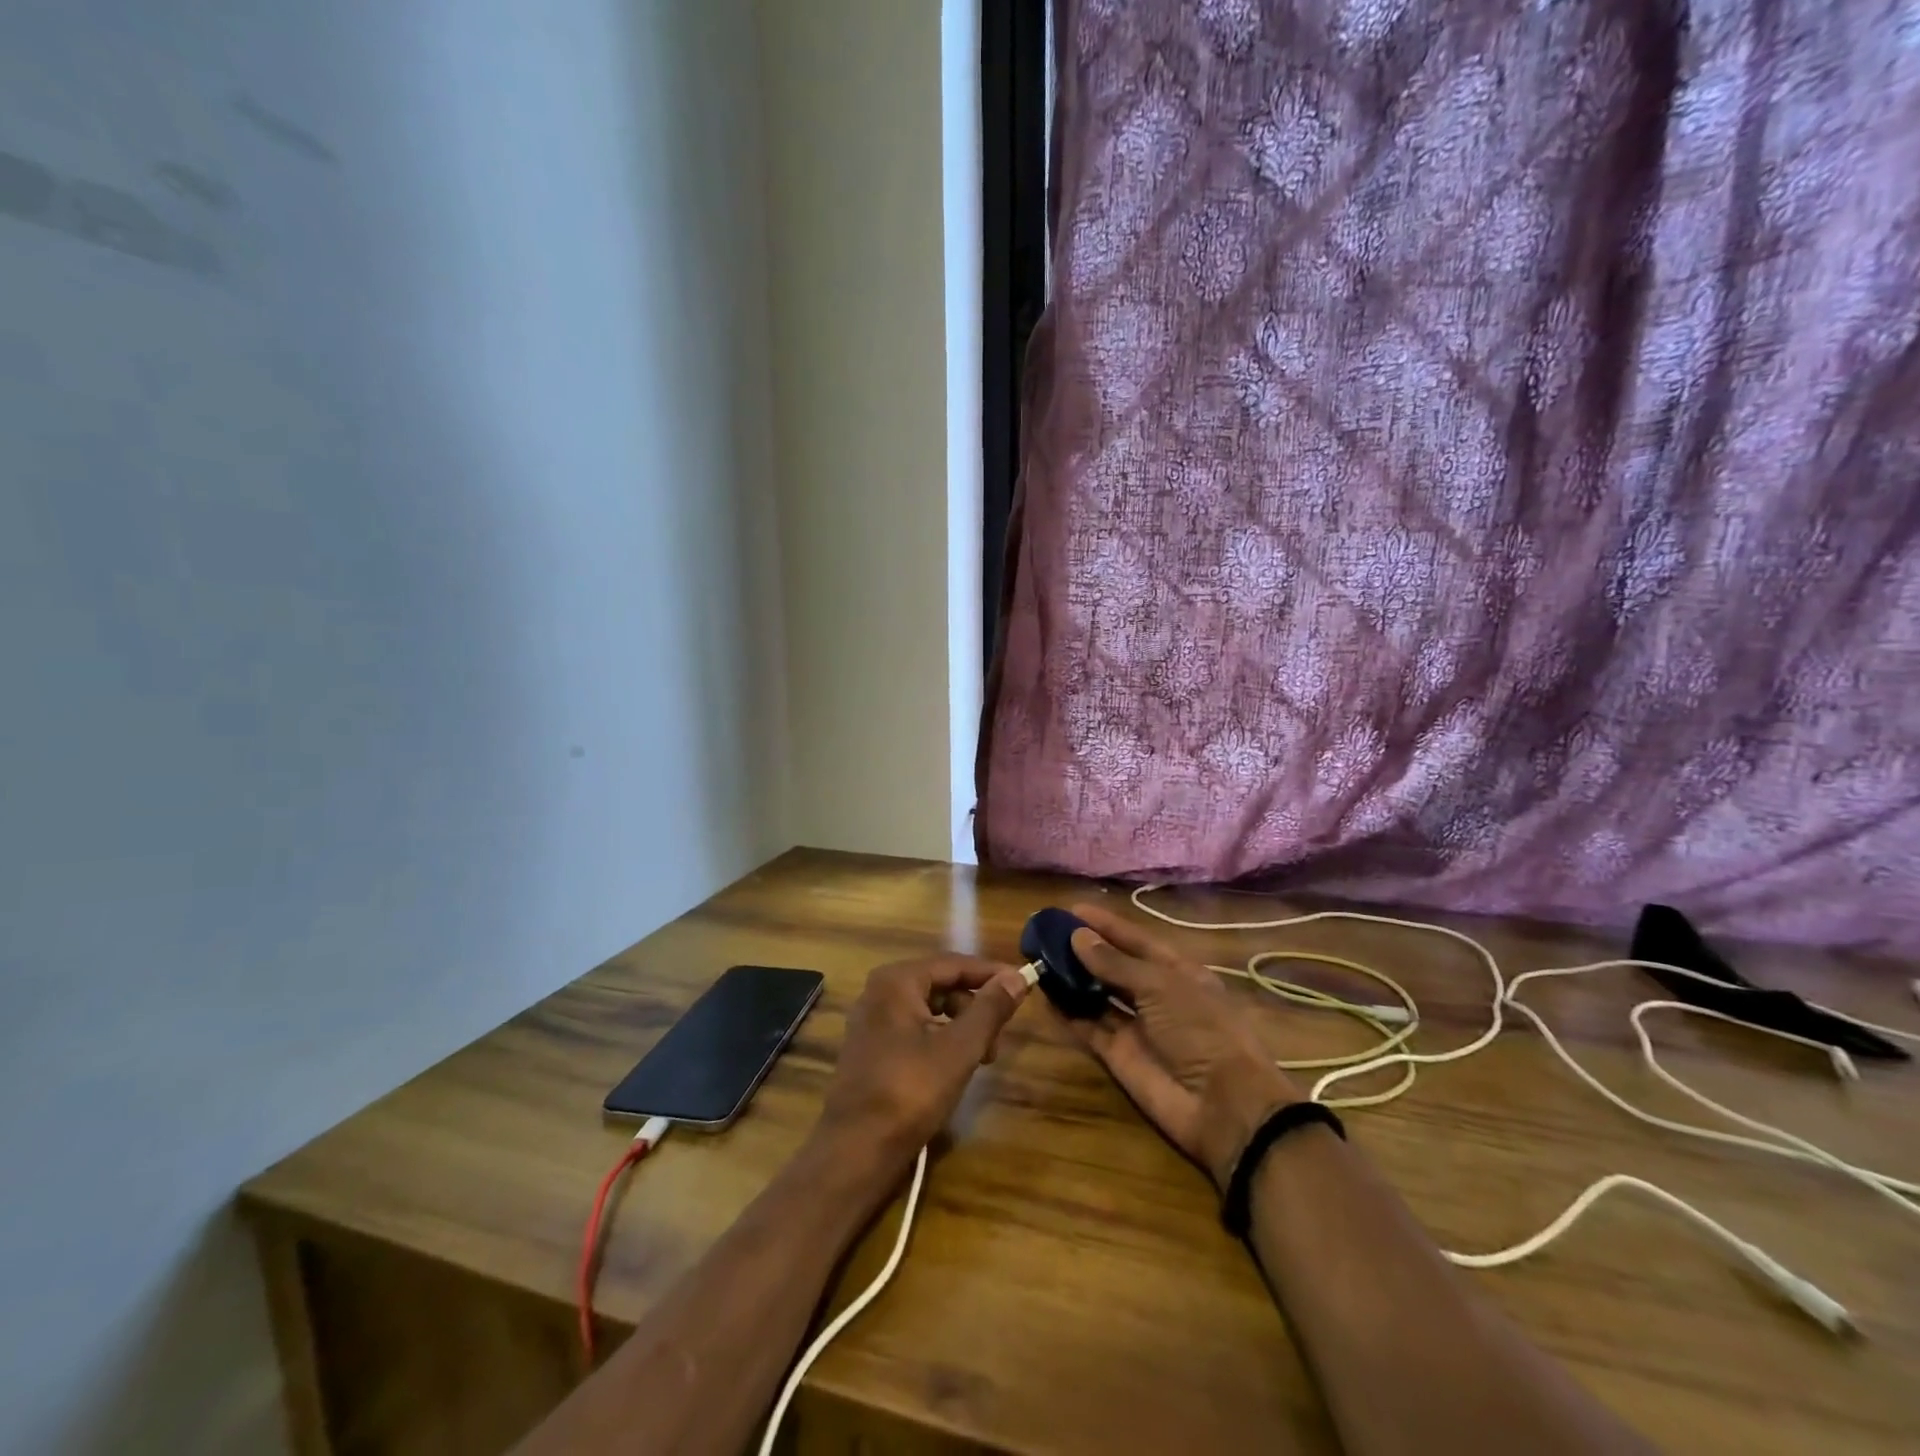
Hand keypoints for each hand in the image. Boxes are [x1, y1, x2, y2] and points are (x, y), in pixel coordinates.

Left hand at [816, 955, 1030, 1170]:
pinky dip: (941, 1039)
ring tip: (983, 1058)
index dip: (991, 974)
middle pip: (941, 984)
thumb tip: (1017, 978)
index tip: (1023, 985)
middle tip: (999, 1037)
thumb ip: (989, 1009)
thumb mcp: (959, 1049)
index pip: (954, 963)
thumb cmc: (910, 1091)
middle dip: (975, 1006)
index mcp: (897, 980)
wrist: (855, 1150)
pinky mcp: (871, 1048)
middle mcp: (880, 991)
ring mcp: (872, 1020)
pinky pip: (915, 1028)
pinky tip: (956, 1066)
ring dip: (961, 1026)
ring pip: (930, 1009)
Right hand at [1063, 903, 1301, 1189]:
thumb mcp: (1160, 986)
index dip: (1106, 925)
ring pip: (1098, 995)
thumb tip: (1078, 936)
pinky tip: (1044, 994)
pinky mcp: (1119, 1055)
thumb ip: (1116, 963)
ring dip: (1072, 979)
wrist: (1222, 1106)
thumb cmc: (1201, 1030)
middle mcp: (1155, 995)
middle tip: (1046, 934)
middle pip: (1114, 966)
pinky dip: (1068, 1013)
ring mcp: (1136, 1026)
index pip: (1135, 940)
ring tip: (1039, 958)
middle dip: (1085, 950)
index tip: (1071, 910)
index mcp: (1176, 971)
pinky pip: (1089, 1028)